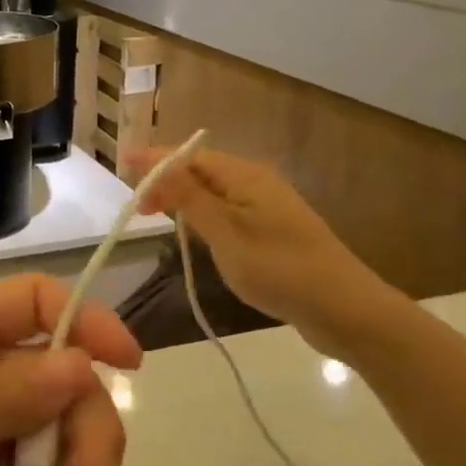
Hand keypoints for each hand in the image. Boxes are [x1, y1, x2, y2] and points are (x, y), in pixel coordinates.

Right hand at [126, 145, 401, 360]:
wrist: (344, 309)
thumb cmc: (279, 269)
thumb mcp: (226, 234)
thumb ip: (190, 199)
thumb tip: (158, 165)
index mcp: (245, 176)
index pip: (189, 157)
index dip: (154, 160)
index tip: (121, 164)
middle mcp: (256, 183)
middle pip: (201, 170)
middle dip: (166, 179)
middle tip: (135, 205)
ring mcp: (266, 207)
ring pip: (213, 192)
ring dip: (182, 198)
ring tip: (154, 214)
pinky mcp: (271, 231)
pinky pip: (226, 211)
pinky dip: (202, 215)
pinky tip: (192, 232)